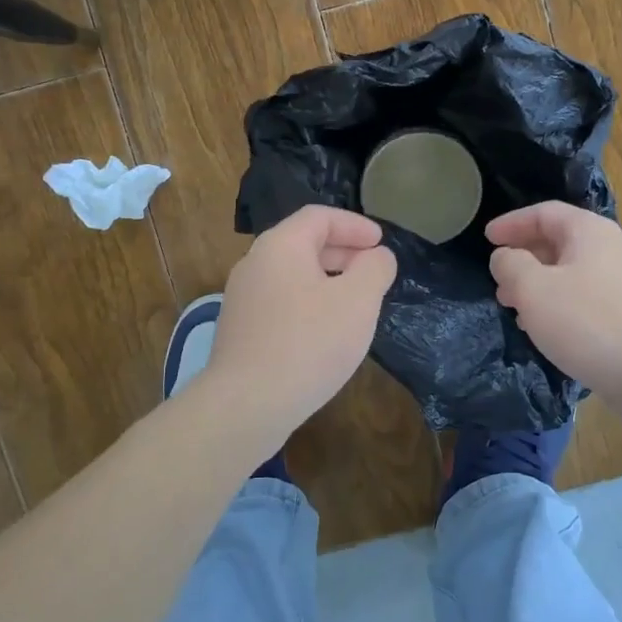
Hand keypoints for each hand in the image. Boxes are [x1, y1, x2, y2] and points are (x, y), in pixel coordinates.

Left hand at [206, 205, 397, 428]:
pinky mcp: (240, 330)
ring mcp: (243, 298)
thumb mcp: (358, 300)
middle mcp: (255, 263)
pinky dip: (309, 303)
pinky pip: (281, 302)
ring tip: (355, 303)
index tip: (380, 242)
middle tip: (373, 270)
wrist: (246, 405)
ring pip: (292, 275)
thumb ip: (375, 269)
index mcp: (280, 245)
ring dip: (327, 280)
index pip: (319, 217)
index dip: (354, 225)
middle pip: (303, 243)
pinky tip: (326, 333)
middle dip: (343, 252)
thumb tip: (378, 256)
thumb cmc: (308, 343)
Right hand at [487, 202, 621, 411]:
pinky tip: (542, 327)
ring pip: (568, 271)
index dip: (511, 223)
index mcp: (588, 231)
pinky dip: (555, 302)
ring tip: (512, 305)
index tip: (486, 238)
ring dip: (536, 283)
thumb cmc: (586, 322)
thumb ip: (510, 265)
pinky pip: (581, 296)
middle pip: (557, 241)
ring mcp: (621, 281)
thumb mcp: (532, 289)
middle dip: (522, 257)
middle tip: (497, 277)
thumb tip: (505, 257)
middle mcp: (609, 248)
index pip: (543, 213)